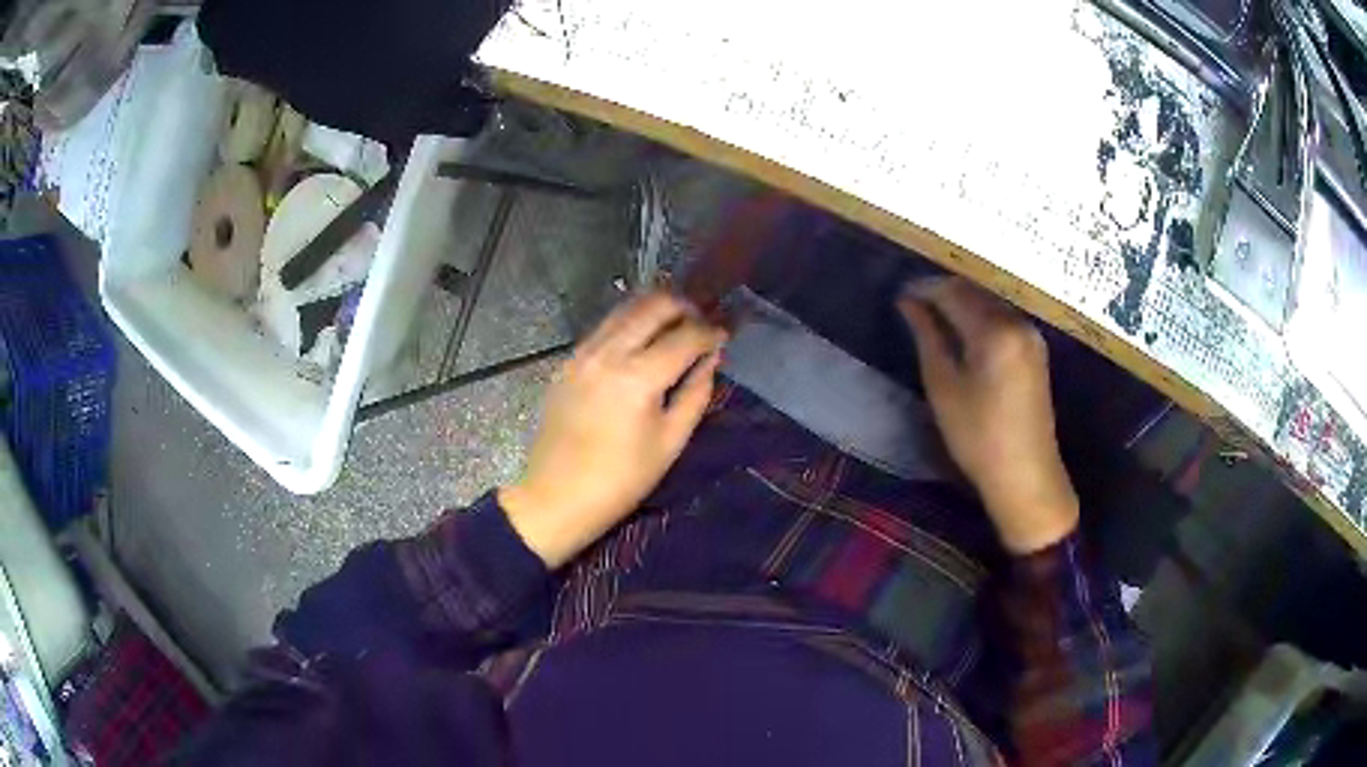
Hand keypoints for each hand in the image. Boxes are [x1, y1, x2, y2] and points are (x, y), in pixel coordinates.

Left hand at [500, 291, 726, 567]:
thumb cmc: (621, 480)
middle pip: (653, 305)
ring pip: (625, 309)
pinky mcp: (568, 361)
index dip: (711, 332)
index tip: (724, 335)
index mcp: (638, 377)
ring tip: (675, 326)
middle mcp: (609, 353)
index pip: (685, 336)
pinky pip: (604, 327)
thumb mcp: (670, 442)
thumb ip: (696, 393)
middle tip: (701, 322)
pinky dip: (629, 323)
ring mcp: (583, 353)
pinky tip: (641, 341)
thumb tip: (711, 359)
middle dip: (683, 307)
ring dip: (655, 310)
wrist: (556, 496)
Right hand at [897, 277, 1077, 554]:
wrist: (1026, 474)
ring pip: (990, 303)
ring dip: (962, 303)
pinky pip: (1003, 319)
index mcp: (994, 330)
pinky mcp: (1036, 349)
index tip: (900, 294)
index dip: (924, 288)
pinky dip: (980, 318)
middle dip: (943, 292)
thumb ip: (927, 336)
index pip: (953, 292)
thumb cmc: (978, 436)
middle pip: (975, 291)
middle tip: (913, 304)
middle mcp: (1017, 323)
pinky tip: (964, 333)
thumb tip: (908, 302)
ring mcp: (1031, 335)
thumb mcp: (943, 386)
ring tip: (934, 318)